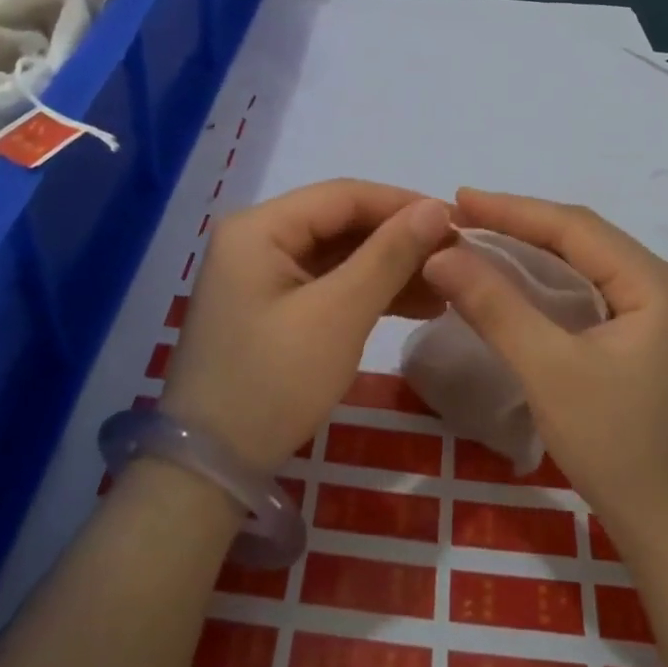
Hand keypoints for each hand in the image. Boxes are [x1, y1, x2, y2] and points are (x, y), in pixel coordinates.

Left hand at [161, 179, 452, 474]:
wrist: (210, 471)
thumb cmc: (273, 383)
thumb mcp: (338, 315)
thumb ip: (389, 256)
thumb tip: (437, 207)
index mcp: (259, 227)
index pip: (343, 195)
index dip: (402, 204)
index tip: (457, 221)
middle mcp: (256, 239)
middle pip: (341, 223)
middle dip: (400, 240)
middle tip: (456, 257)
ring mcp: (262, 274)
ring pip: (339, 255)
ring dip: (390, 269)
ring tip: (446, 288)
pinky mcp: (272, 306)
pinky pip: (328, 284)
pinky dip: (368, 293)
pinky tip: (416, 306)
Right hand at [422, 189, 667, 551]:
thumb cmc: (618, 448)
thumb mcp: (549, 371)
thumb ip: (495, 307)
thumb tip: (441, 254)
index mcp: (654, 283)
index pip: (575, 226)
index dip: (512, 209)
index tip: (457, 198)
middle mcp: (663, 287)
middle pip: (584, 239)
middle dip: (521, 224)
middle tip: (462, 216)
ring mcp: (658, 316)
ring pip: (586, 265)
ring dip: (533, 251)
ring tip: (480, 238)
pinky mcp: (645, 342)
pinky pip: (591, 292)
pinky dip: (549, 282)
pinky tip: (518, 282)